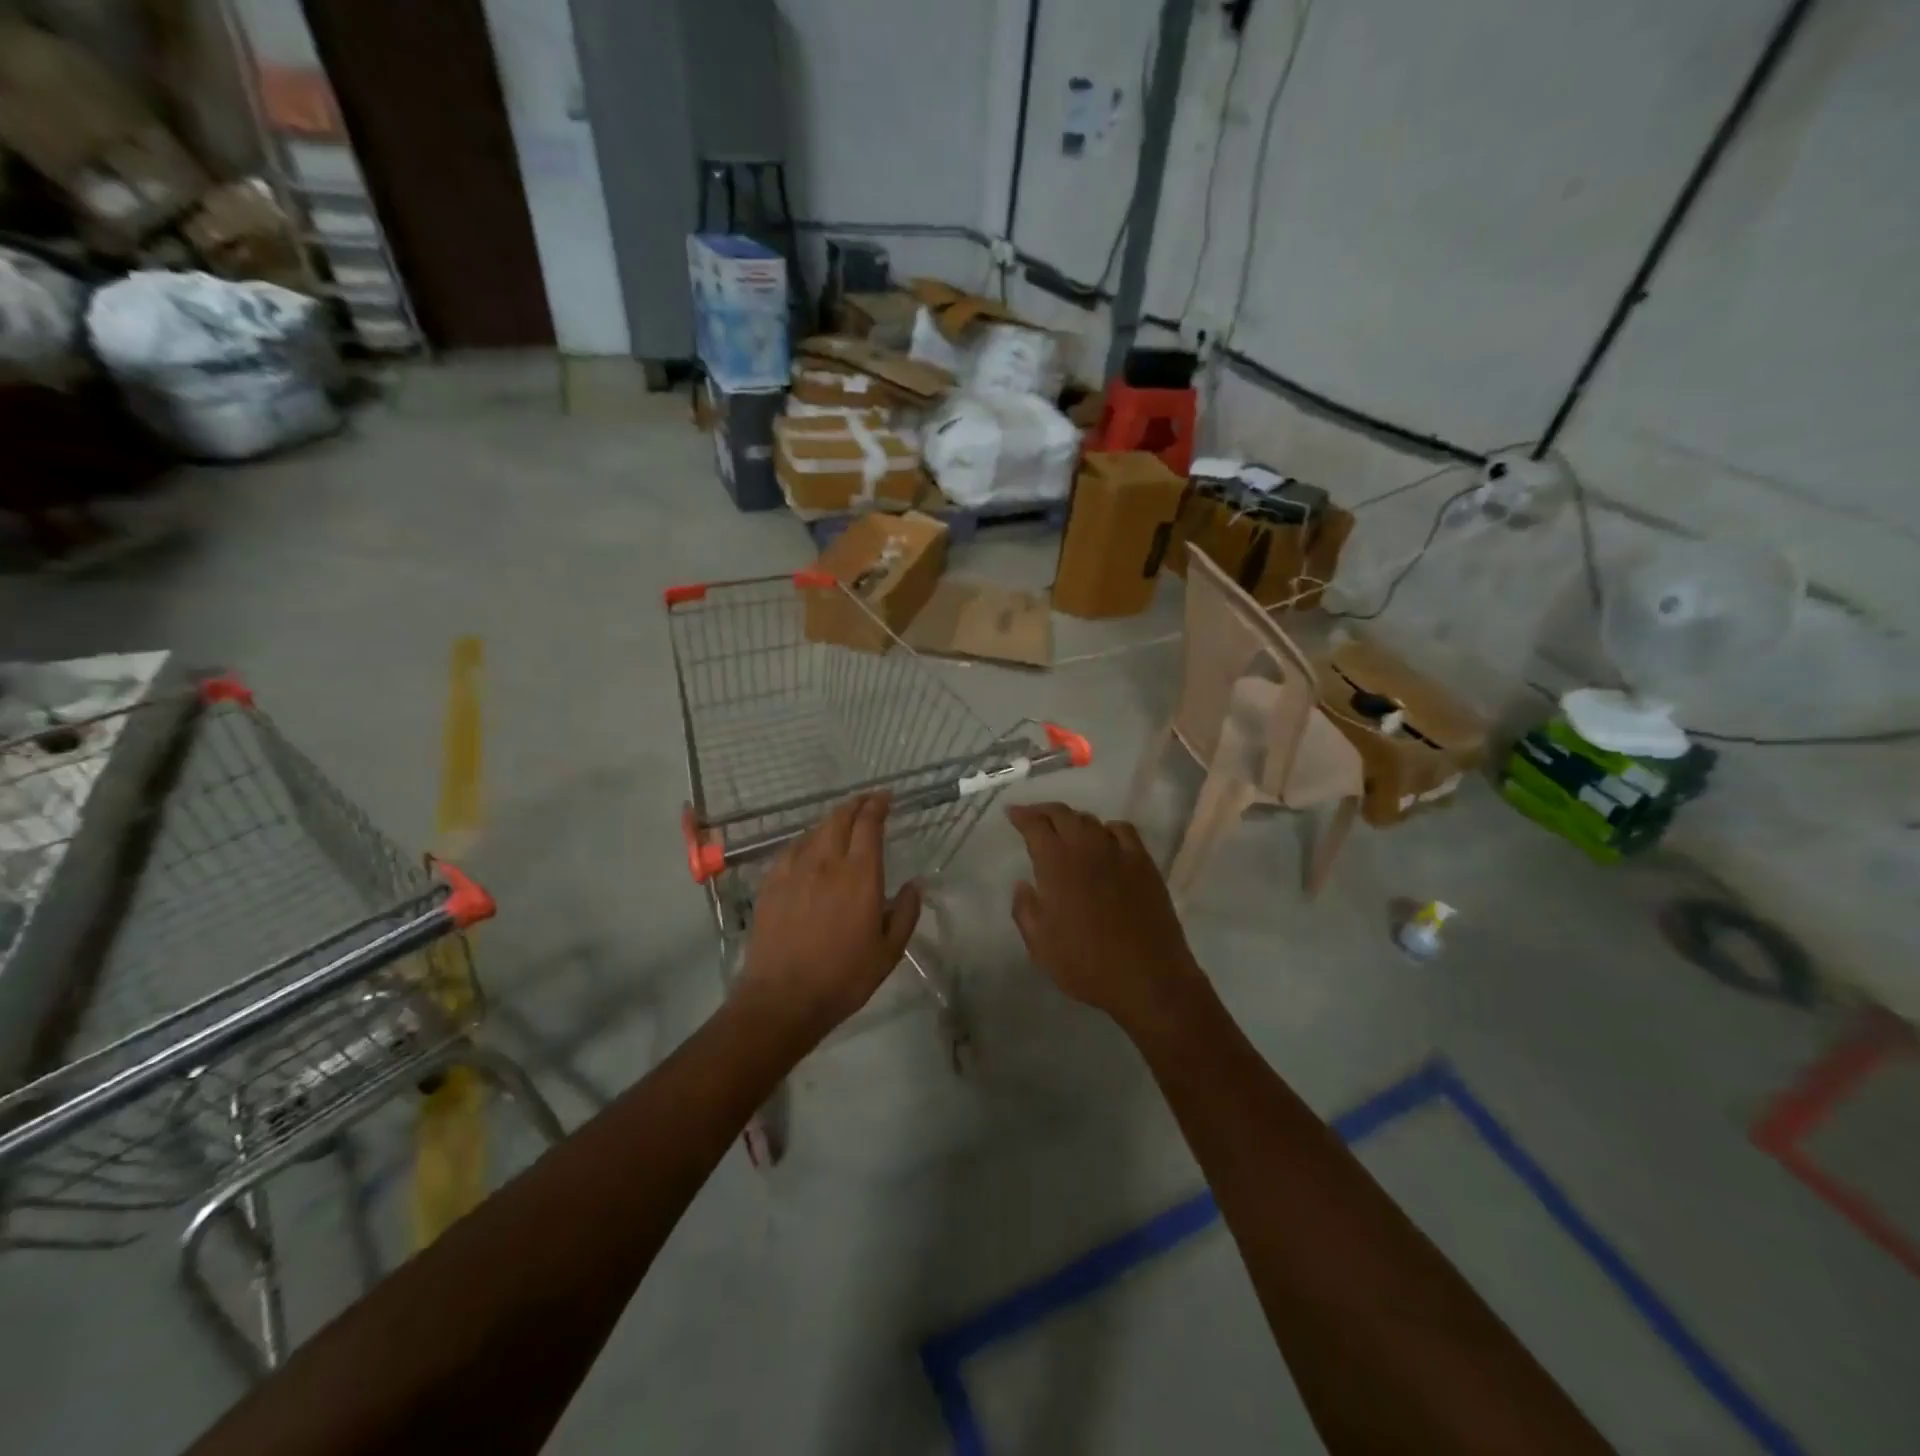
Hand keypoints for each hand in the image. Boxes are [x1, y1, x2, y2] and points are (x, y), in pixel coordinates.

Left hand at [736, 792, 920, 1043]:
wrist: (783, 998)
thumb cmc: (844, 977)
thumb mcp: (889, 951)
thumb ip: (906, 912)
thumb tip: (916, 884)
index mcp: (859, 875)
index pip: (868, 824)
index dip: (877, 805)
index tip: (886, 797)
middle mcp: (826, 862)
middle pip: (839, 818)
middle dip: (856, 804)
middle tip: (867, 802)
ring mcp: (794, 870)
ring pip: (814, 830)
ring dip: (832, 820)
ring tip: (842, 822)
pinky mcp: (771, 883)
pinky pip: (791, 849)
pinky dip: (806, 840)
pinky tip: (809, 848)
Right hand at [1007, 803, 1207, 1031]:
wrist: (1147, 978)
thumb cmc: (1086, 964)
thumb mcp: (1040, 945)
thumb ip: (1025, 909)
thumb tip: (1022, 884)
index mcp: (1057, 864)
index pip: (1035, 825)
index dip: (1021, 815)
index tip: (1011, 813)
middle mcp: (1087, 848)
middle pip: (1063, 814)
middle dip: (1043, 811)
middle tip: (1032, 817)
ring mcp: (1119, 853)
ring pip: (1091, 820)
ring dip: (1073, 820)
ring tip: (1065, 830)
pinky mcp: (1144, 863)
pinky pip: (1122, 830)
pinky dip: (1106, 829)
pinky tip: (1104, 840)